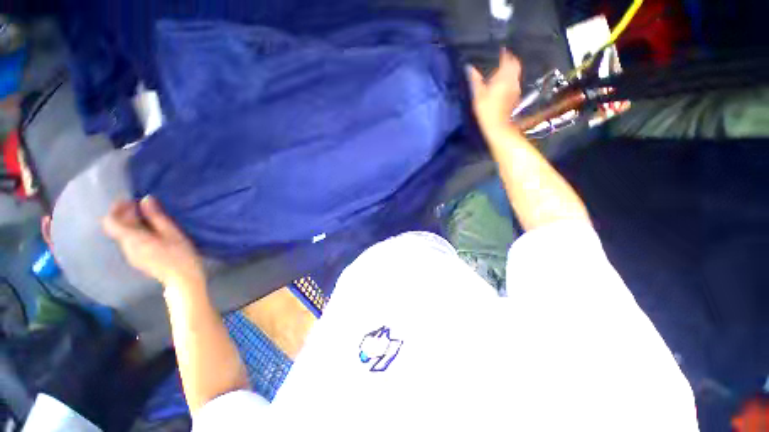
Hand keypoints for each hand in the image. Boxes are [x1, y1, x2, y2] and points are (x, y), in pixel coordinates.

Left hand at [103, 196, 204, 289]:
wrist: (183, 279)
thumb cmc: (180, 254)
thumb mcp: (172, 233)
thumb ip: (156, 217)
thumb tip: (145, 200)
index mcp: (133, 239)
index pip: (110, 222)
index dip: (116, 209)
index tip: (130, 201)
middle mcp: (126, 247)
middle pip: (117, 227)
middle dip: (127, 214)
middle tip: (145, 207)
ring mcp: (131, 255)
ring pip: (124, 235)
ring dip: (133, 223)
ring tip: (151, 219)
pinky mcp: (137, 260)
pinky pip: (131, 242)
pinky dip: (137, 233)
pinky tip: (153, 233)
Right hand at [467, 49, 521, 134]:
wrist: (497, 126)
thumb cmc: (486, 110)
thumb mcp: (478, 94)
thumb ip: (475, 80)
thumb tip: (469, 68)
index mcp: (504, 77)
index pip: (508, 59)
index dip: (504, 53)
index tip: (500, 50)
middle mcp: (513, 80)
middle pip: (515, 64)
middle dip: (510, 60)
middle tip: (503, 59)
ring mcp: (516, 88)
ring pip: (516, 74)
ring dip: (511, 70)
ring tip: (502, 70)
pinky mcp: (515, 97)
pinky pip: (515, 83)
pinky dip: (510, 79)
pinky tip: (503, 84)